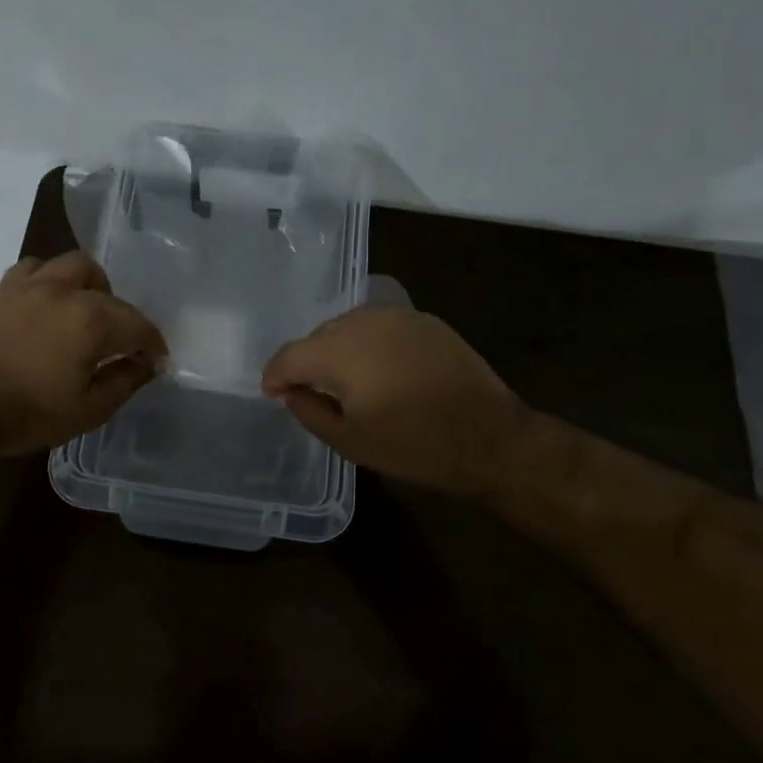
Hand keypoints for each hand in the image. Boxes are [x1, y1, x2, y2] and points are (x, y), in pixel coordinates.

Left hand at [0, 252, 168, 457]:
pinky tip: (48, 302)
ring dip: (89, 285)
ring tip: (86, 311)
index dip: (153, 344)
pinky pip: (35, 268)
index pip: (138, 325)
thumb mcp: (89, 409)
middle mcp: (65, 292)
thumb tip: (150, 363)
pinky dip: (50, 279)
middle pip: (109, 292)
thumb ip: (126, 380)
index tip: (158, 361)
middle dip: (123, 315)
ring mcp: (31, 285)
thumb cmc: (29, 414)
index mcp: (91, 321)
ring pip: (74, 266)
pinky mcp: (3, 290)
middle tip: (119, 342)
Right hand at [262, 306, 526, 494]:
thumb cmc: (413, 445)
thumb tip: (292, 392)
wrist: (488, 437)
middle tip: (313, 392)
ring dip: (339, 349)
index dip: (275, 375)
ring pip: (349, 326)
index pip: (290, 355)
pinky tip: (382, 369)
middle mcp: (362, 322)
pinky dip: (370, 344)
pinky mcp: (424, 320)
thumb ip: (309, 411)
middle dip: (308, 362)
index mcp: (338, 352)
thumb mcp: (350, 441)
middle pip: (318, 336)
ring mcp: (396, 316)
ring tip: (349, 381)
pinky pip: (380, 326)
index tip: (273, 394)